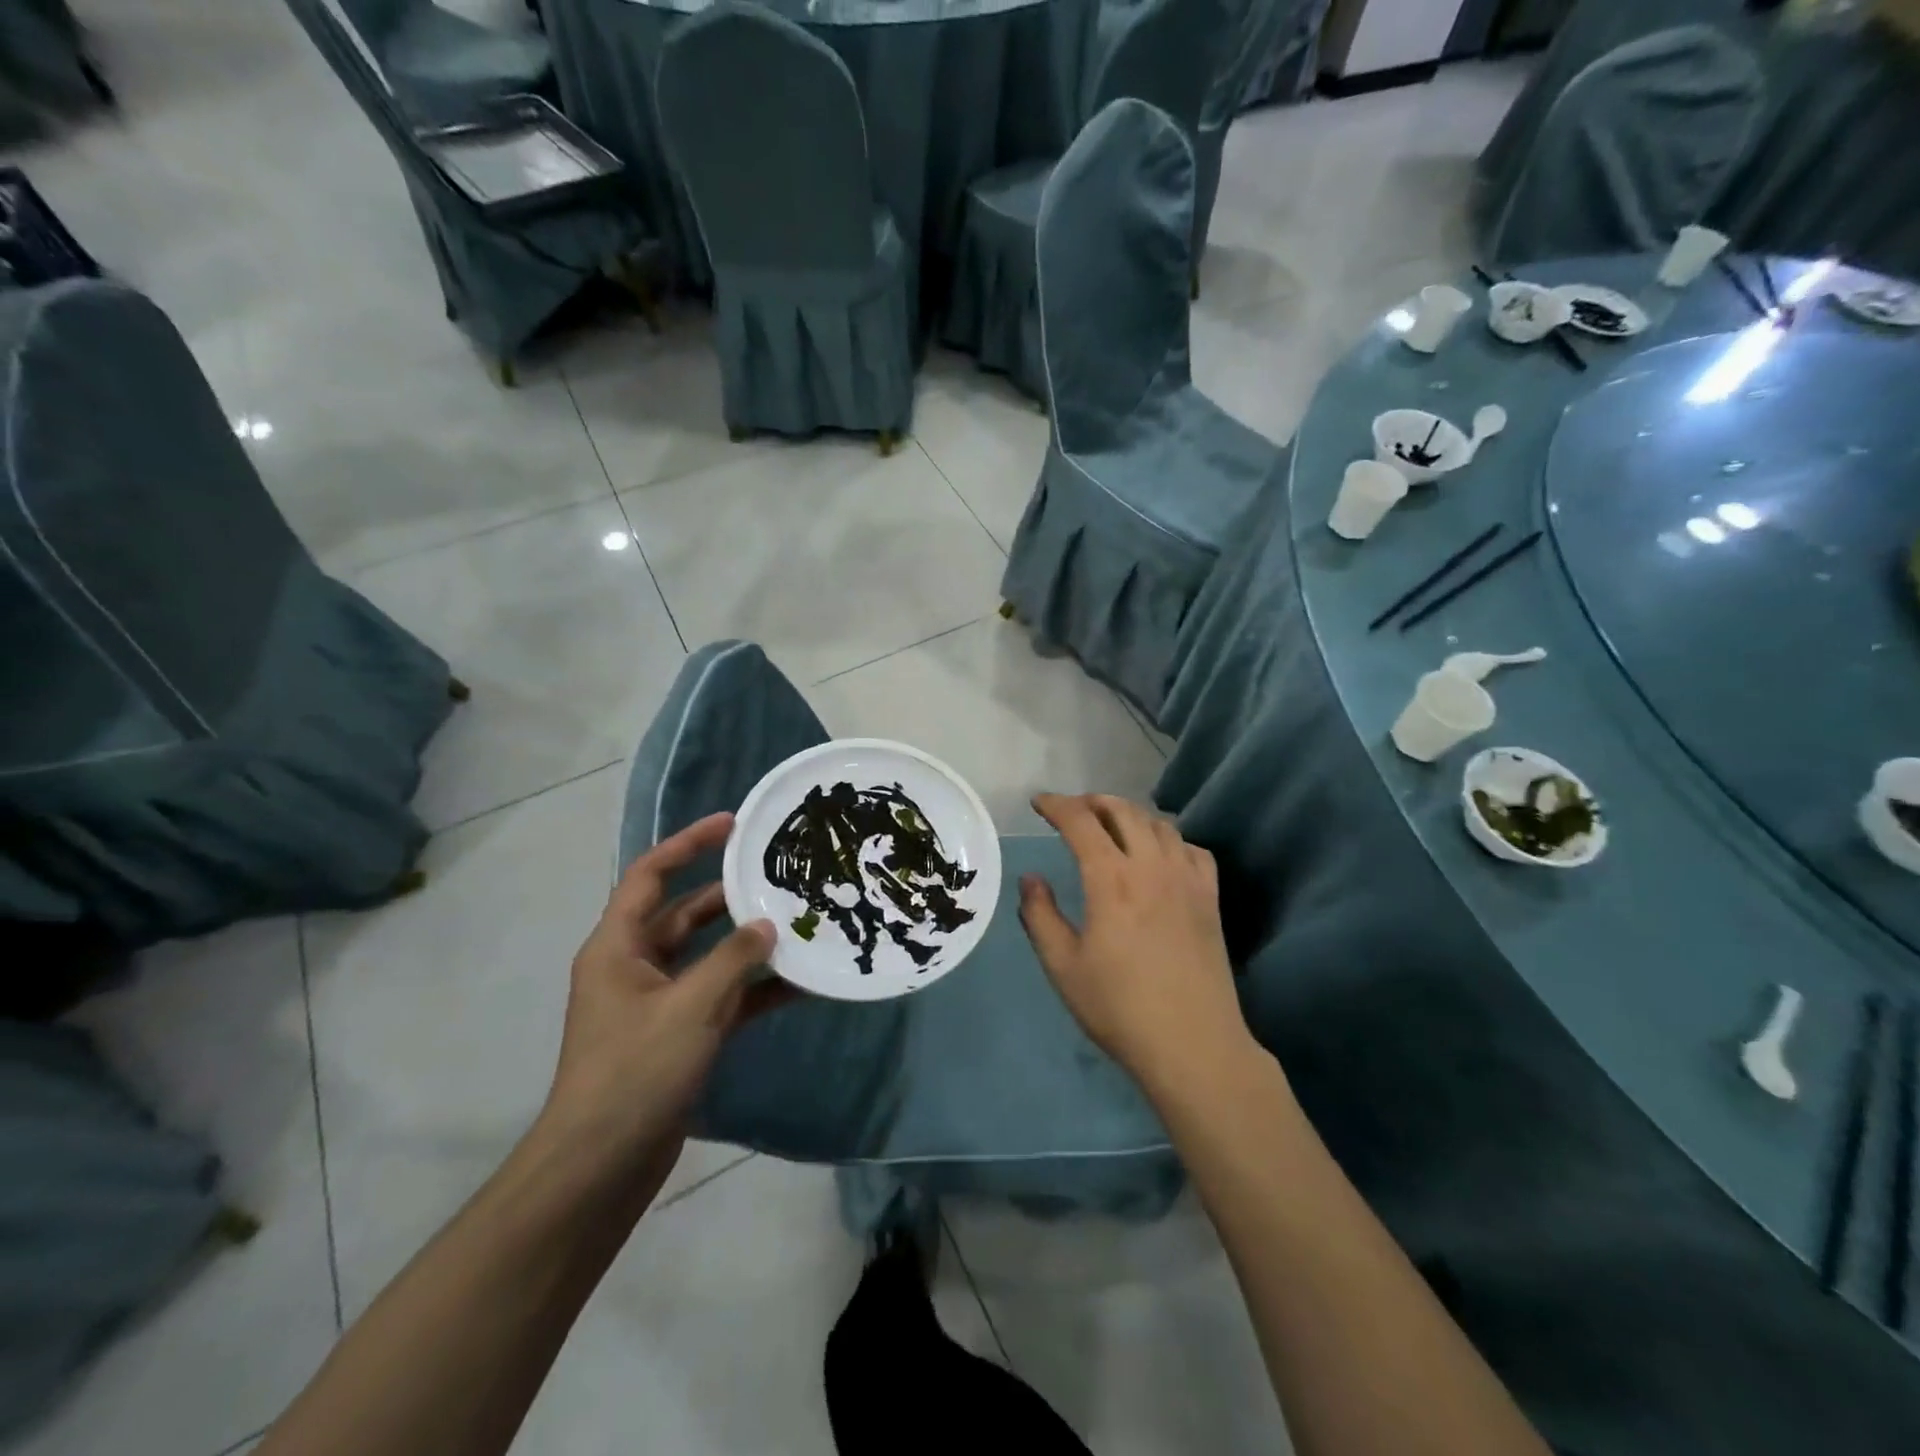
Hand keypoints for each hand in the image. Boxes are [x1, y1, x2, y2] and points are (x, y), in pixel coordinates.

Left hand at [538, 812, 786, 1191]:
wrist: (601, 1167)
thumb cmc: (635, 1072)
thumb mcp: (690, 1007)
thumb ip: (733, 959)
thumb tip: (769, 923)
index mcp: (618, 947)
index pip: (650, 875)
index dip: (688, 844)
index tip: (732, 823)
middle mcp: (636, 965)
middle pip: (685, 913)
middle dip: (730, 894)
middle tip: (779, 875)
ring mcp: (659, 1002)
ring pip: (709, 955)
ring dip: (748, 943)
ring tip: (797, 921)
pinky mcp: (679, 1034)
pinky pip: (721, 996)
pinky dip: (753, 988)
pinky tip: (798, 983)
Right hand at [1019, 794, 1250, 1094]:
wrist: (1194, 1045)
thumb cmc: (1119, 1008)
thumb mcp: (1063, 967)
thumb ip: (1040, 916)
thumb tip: (1030, 878)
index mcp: (1112, 879)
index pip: (1080, 821)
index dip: (1056, 805)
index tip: (1038, 803)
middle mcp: (1152, 866)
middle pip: (1122, 811)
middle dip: (1091, 802)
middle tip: (1071, 811)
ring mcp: (1187, 879)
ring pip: (1158, 823)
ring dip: (1129, 814)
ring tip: (1110, 826)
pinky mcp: (1210, 897)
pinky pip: (1191, 848)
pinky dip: (1168, 839)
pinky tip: (1159, 855)